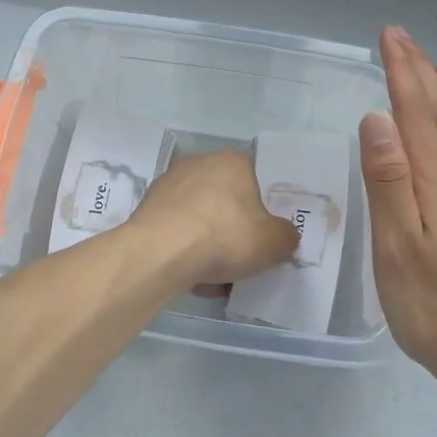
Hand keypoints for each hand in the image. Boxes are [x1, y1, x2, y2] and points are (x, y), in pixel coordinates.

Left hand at [132, 149, 297, 285]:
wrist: (161, 251)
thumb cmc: (224, 236)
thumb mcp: (273, 242)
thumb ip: (286, 236)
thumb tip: (284, 235)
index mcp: (233, 161)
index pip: (255, 181)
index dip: (261, 212)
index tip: (261, 237)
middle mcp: (200, 163)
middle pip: (226, 200)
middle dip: (232, 229)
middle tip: (240, 258)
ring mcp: (170, 182)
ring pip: (200, 217)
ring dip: (208, 242)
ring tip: (214, 275)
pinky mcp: (149, 205)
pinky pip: (177, 228)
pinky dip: (185, 248)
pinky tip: (190, 273)